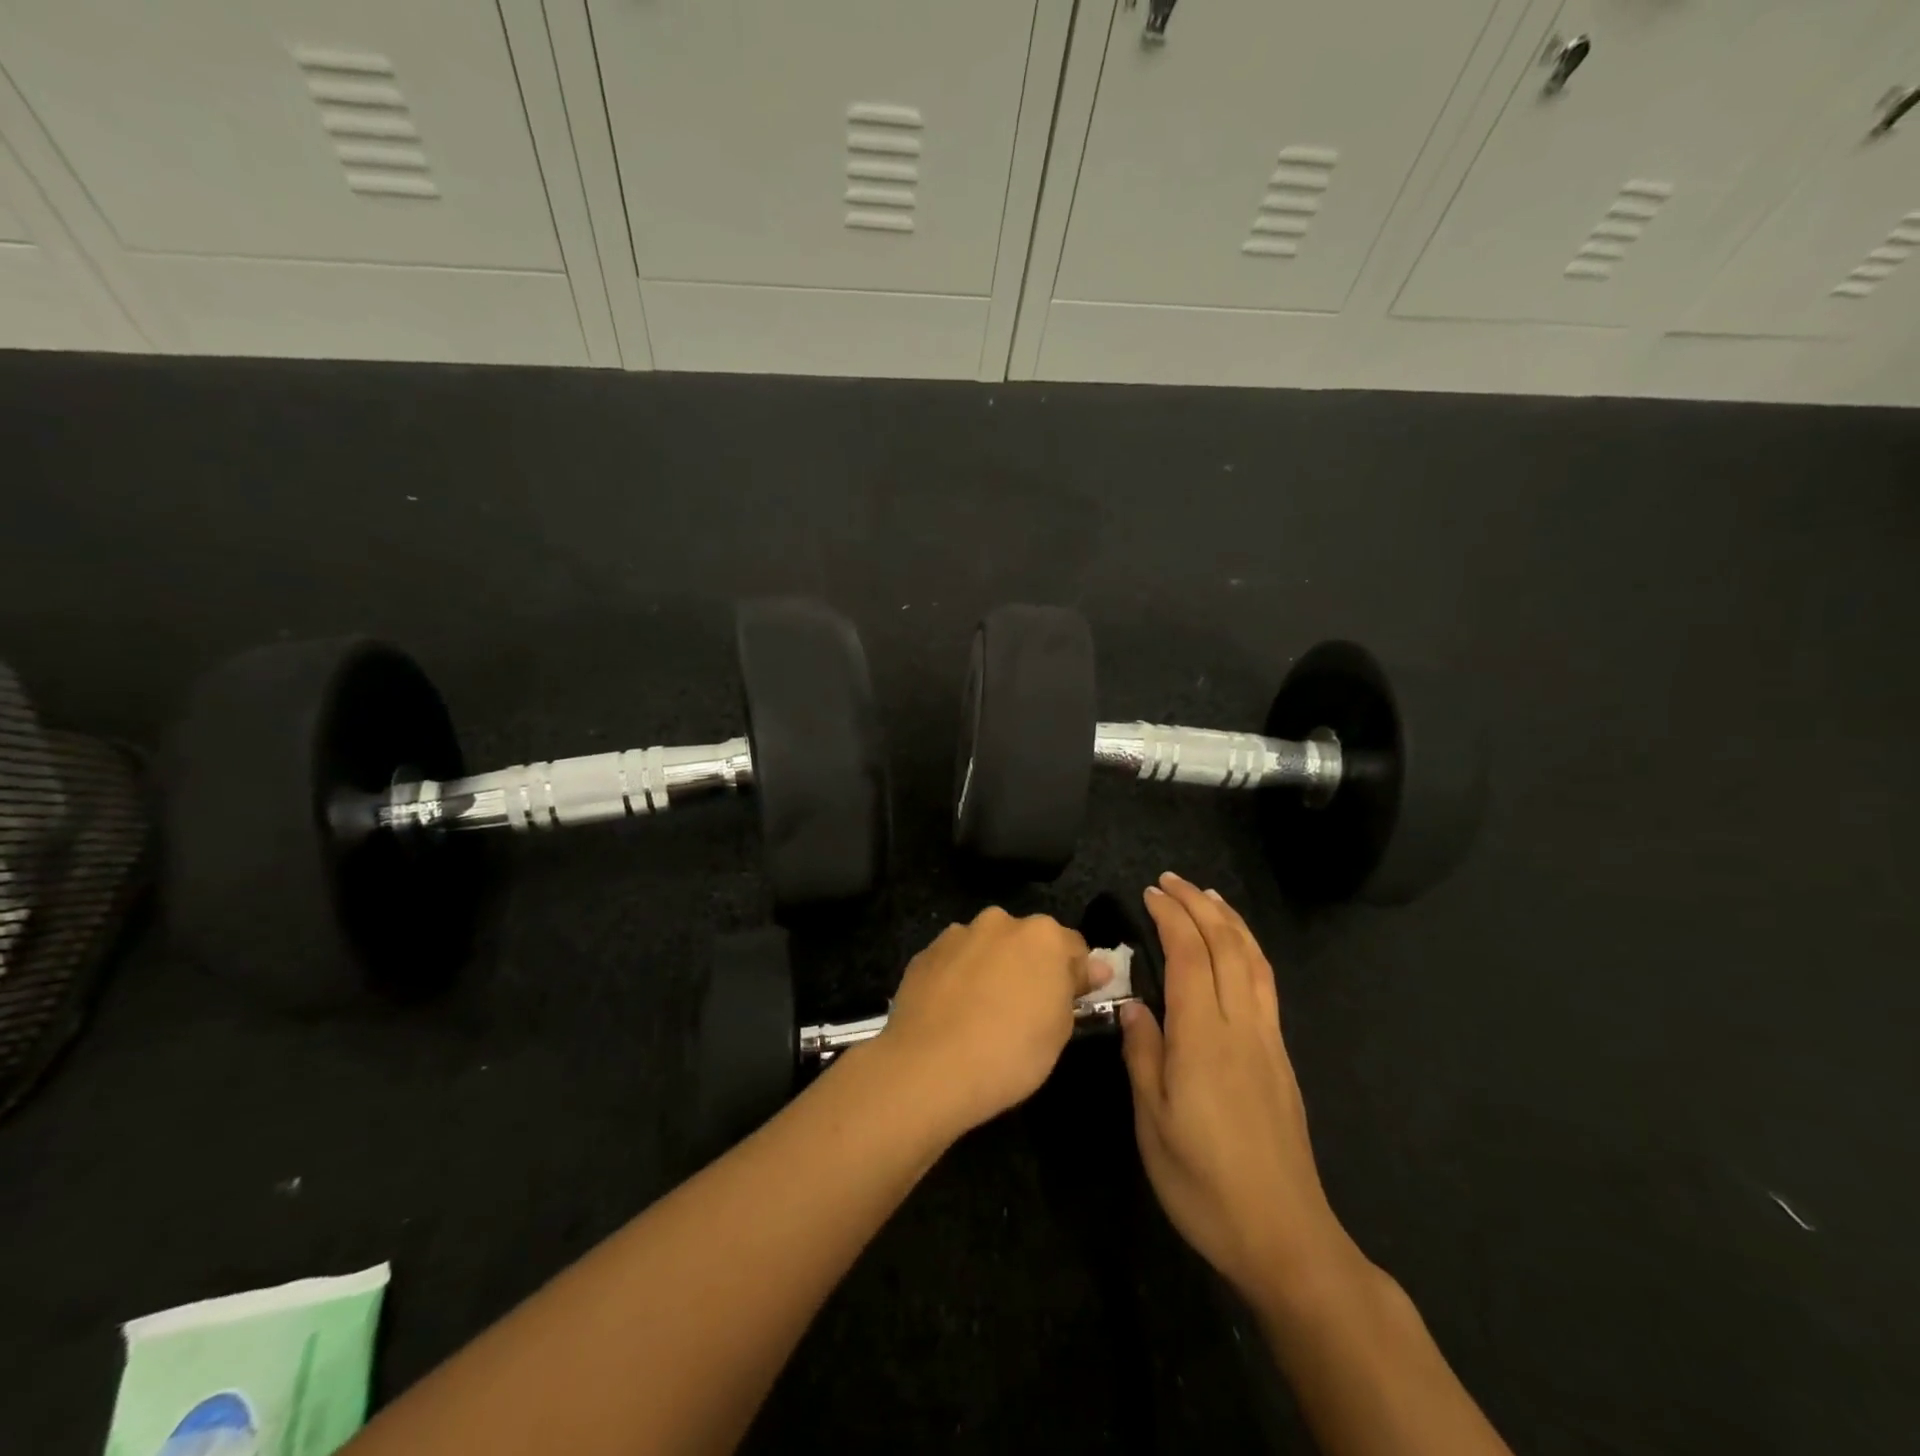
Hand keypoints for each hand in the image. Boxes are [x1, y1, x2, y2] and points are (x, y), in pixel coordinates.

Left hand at [876, 907, 1103, 1136]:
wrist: (929, 1068)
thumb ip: (1074, 987)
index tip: (1071, 1002)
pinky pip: (953, 962)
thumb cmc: (1011, 1052)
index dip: (1075, 974)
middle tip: (1026, 1009)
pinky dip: (958, 978)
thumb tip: (1095, 966)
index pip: (1073, 946)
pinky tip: (953, 1013)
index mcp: (1042, 935)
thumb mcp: (1060, 1029)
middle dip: (1029, 965)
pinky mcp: (924, 954)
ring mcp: (957, 935)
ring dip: (991, 968)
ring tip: (982, 1013)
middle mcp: (999, 922)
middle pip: (1026, 941)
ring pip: (986, 948)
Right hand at [1120, 874, 1353, 1308]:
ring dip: (1229, 920)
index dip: (1171, 917)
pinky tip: (1237, 950)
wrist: (1284, 1234)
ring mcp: (1267, 1040)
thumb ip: (1143, 1054)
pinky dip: (1249, 950)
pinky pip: (1265, 985)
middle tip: (1171, 880)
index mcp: (1203, 1038)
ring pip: (1253, 961)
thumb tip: (1134, 1004)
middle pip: (1226, 946)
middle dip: (1199, 905)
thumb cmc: (1203, 1183)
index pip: (1190, 956)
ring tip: (1208, 896)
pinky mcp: (1281, 1058)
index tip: (1150, 891)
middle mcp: (1241, 1026)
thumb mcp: (1153, 1123)